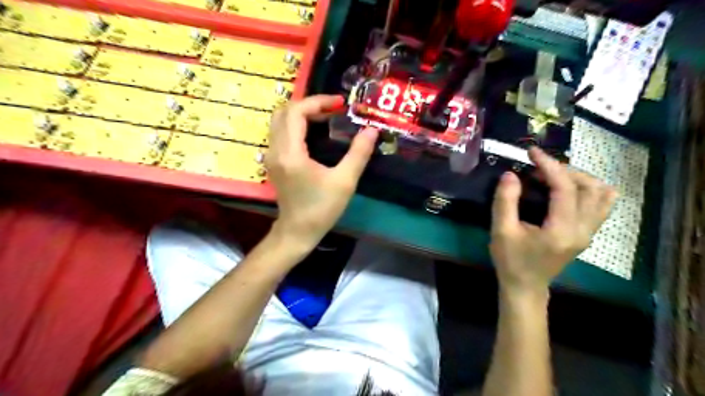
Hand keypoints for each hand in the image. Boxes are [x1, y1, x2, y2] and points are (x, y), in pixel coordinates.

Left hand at [265, 94, 376, 248]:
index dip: (318, 102)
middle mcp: (275, 150)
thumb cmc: (321, 209)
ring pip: (280, 121)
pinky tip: (315, 132)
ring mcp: (271, 155)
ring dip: (302, 113)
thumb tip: (371, 130)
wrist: (298, 231)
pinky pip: (281, 132)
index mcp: (291, 153)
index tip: (340, 104)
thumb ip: (359, 153)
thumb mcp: (345, 181)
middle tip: (333, 110)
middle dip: (309, 105)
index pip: (296, 112)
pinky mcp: (274, 161)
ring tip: (327, 118)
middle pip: (284, 111)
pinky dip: (297, 124)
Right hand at [492, 147, 618, 296]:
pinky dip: (589, 189)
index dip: (549, 165)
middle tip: (537, 168)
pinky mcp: (588, 233)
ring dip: (578, 178)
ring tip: (553, 177)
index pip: (565, 188)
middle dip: (563, 170)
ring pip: (602, 194)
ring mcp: (590, 232)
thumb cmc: (511, 260)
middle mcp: (583, 230)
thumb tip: (510, 174)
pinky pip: (602, 204)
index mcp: (561, 230)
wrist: (525, 286)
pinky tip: (567, 189)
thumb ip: (505, 201)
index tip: (532, 152)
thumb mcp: (501, 231)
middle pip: (588, 186)